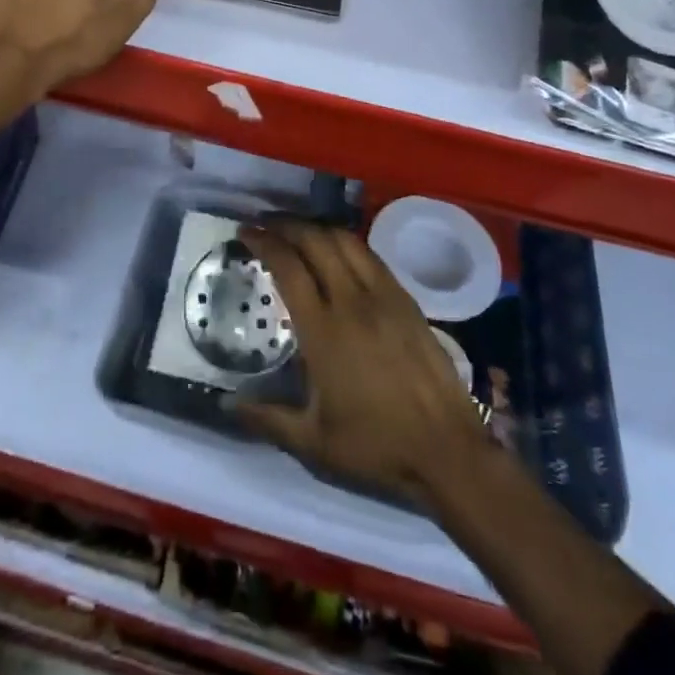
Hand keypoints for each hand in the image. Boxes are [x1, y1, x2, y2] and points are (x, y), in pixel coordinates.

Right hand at [236, 222, 494, 508]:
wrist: (447, 450)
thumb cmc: (376, 446)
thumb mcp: (313, 443)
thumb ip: (266, 418)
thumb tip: (226, 404)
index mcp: (324, 330)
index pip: (288, 267)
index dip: (264, 243)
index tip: (245, 233)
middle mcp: (352, 301)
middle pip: (316, 241)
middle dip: (286, 225)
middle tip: (265, 224)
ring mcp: (384, 296)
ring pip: (346, 241)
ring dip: (316, 228)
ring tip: (298, 230)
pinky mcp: (407, 299)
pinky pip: (370, 255)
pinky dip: (346, 242)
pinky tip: (338, 251)